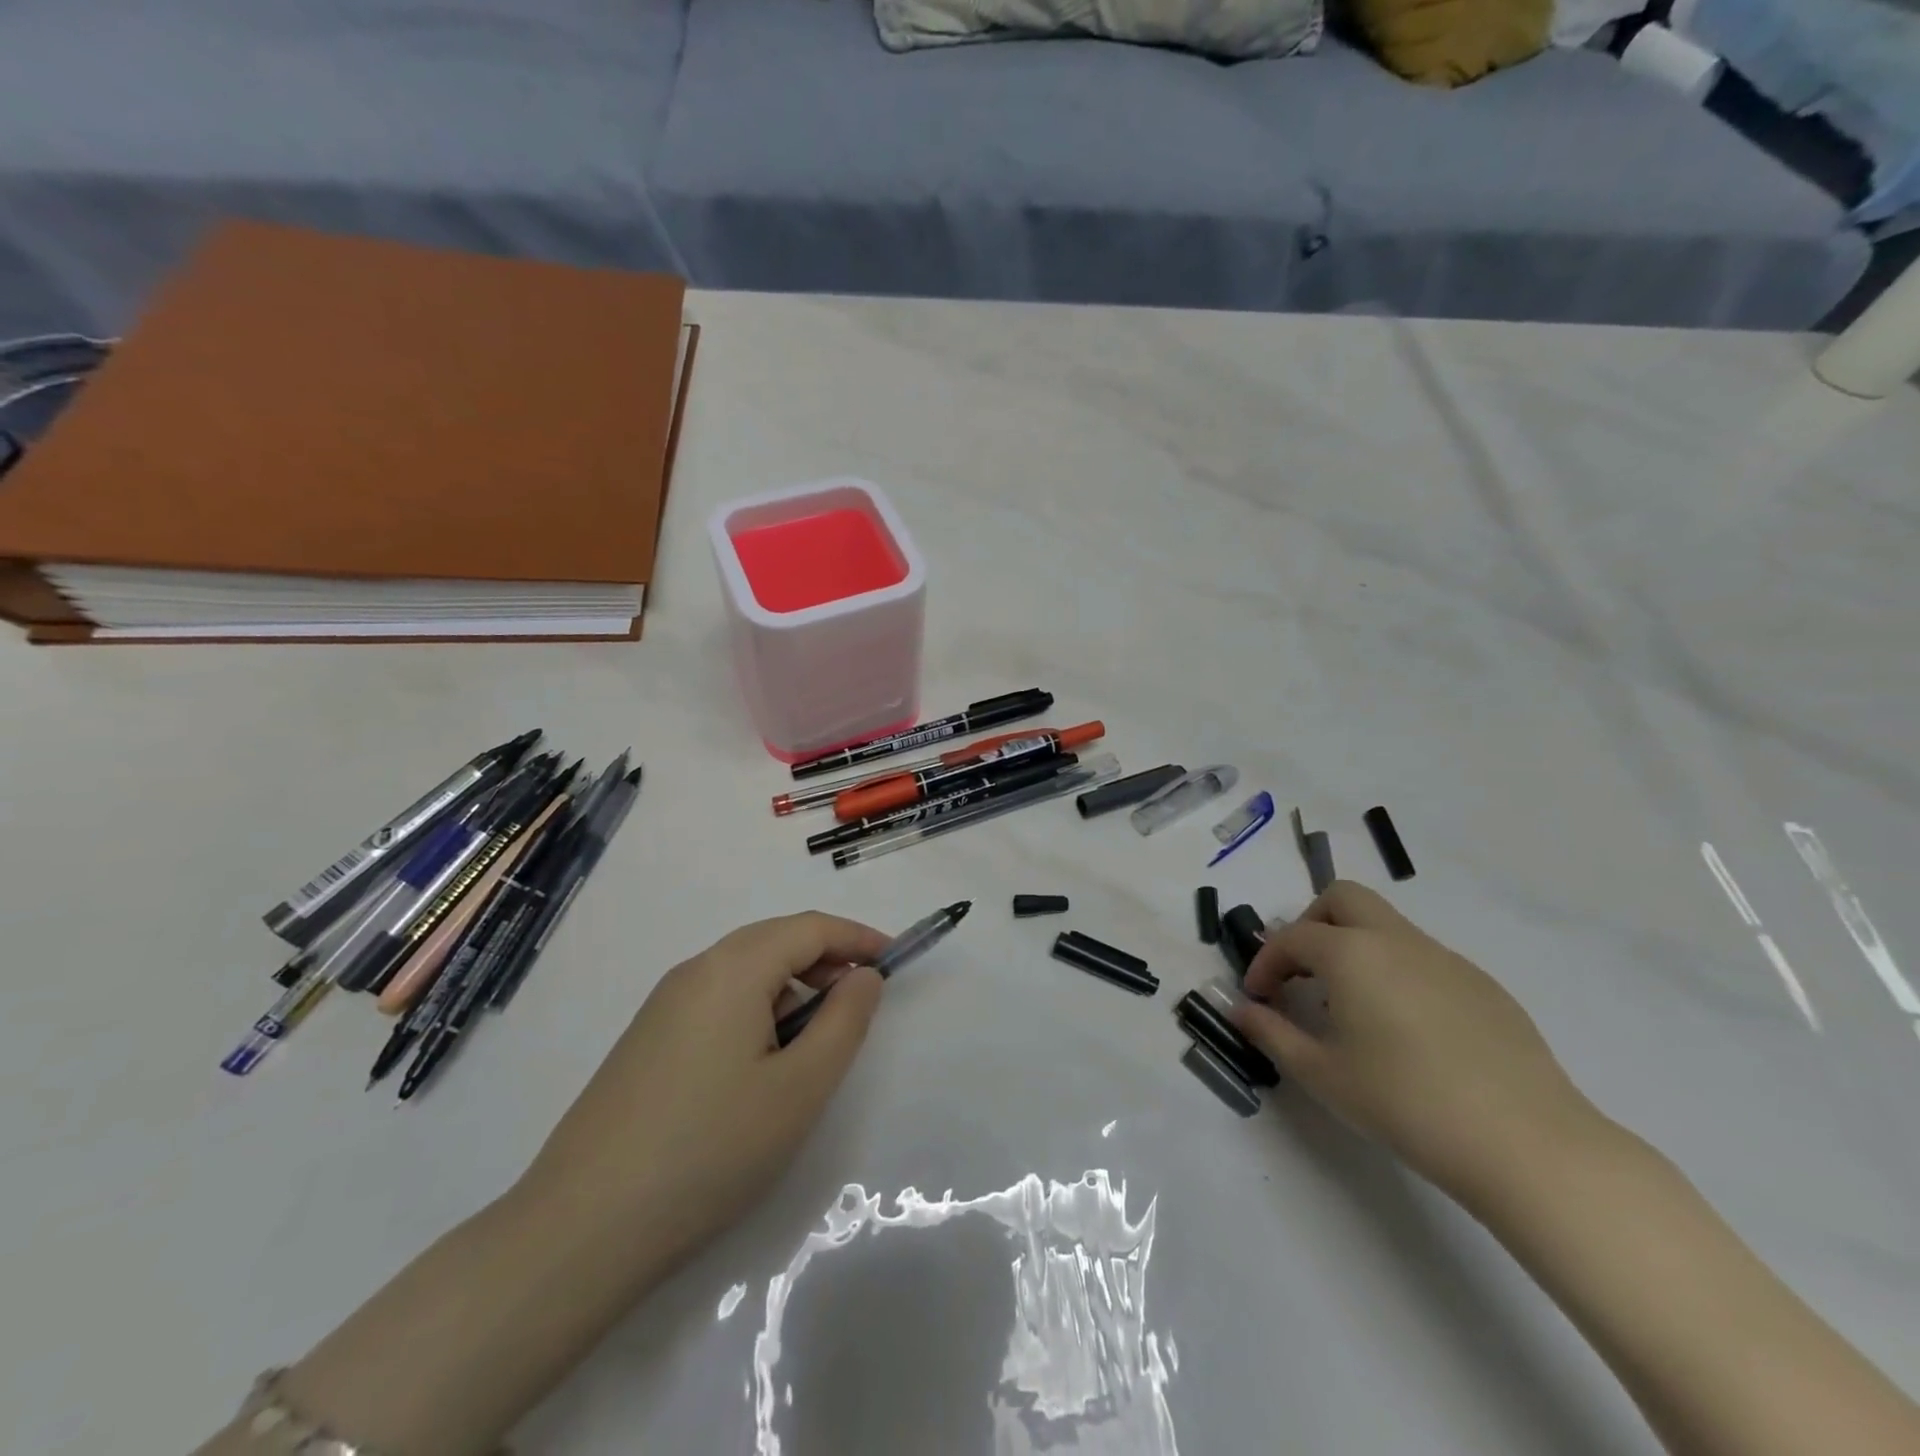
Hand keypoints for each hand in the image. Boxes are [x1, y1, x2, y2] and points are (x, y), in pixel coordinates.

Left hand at [518, 912, 889, 1285]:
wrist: (581, 1229)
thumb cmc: (710, 1149)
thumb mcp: (800, 1088)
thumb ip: (844, 1022)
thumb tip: (863, 977)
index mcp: (733, 969)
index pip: (810, 928)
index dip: (859, 938)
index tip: (896, 961)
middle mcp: (695, 971)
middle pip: (775, 941)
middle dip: (826, 960)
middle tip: (863, 999)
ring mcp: (663, 1006)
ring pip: (745, 972)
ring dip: (791, 988)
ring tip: (814, 1043)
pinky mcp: (646, 1040)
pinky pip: (717, 1001)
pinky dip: (756, 1011)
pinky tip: (760, 1065)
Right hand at [1230, 881, 1598, 1199]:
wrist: (1528, 1146)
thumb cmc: (1406, 1104)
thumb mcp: (1322, 1075)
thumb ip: (1272, 1033)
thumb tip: (1239, 1010)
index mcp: (1352, 954)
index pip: (1292, 937)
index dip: (1265, 962)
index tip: (1258, 997)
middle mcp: (1397, 941)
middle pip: (1343, 898)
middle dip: (1311, 924)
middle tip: (1302, 974)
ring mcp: (1446, 959)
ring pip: (1386, 925)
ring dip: (1354, 947)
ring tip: (1350, 1007)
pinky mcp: (1484, 986)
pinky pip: (1423, 958)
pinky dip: (1396, 972)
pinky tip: (1407, 1030)